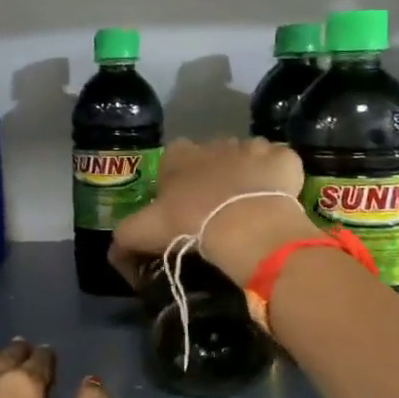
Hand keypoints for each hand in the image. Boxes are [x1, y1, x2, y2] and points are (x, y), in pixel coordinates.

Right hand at [111, 138, 316, 285]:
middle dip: (214, 176)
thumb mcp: (142, 233)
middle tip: (216, 211)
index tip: (182, 206)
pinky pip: (280, 163)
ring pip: (247, 156)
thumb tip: (114, 253)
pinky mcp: (284, 160)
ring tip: (248, 208)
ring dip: (247, 175)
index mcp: (179, 155)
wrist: (244, 226)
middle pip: (212, 156)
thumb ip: (124, 239)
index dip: (176, 181)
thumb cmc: (188, 224)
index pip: (173, 158)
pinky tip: (277, 200)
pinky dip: (279, 177)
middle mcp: (214, 144)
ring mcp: (252, 148)